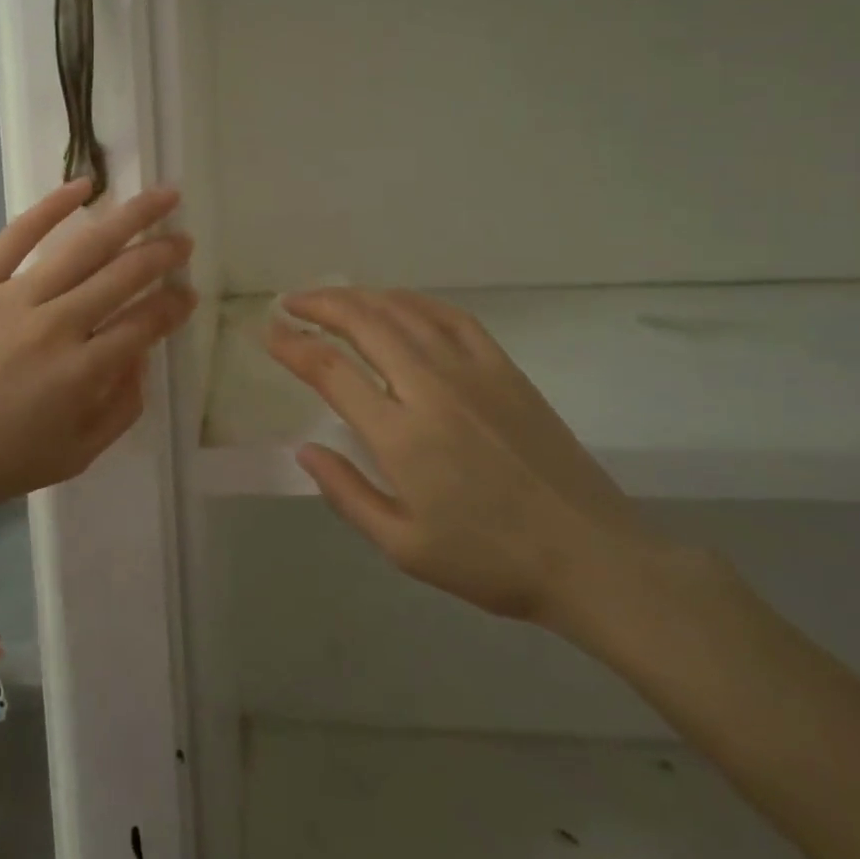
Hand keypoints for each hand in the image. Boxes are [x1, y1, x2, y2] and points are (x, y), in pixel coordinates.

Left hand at [0, 178, 195, 531]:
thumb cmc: (1, 460)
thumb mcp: (78, 453)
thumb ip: (123, 406)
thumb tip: (143, 354)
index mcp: (82, 372)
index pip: (144, 323)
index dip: (174, 305)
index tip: (188, 293)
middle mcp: (55, 326)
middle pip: (123, 276)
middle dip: (162, 255)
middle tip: (183, 240)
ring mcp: (12, 298)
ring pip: (83, 247)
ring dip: (129, 218)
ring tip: (161, 197)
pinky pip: (17, 235)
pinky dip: (52, 206)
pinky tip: (84, 186)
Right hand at [267, 288, 659, 626]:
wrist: (590, 557)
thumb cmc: (491, 560)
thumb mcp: (404, 546)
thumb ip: (347, 493)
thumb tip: (304, 449)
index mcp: (401, 435)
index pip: (330, 370)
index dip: (293, 346)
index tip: (269, 334)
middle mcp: (430, 388)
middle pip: (362, 323)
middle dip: (318, 305)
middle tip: (291, 303)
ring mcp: (471, 371)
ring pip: (402, 311)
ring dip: (359, 297)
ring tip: (331, 298)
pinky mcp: (503, 368)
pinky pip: (450, 316)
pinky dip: (412, 300)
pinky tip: (395, 302)